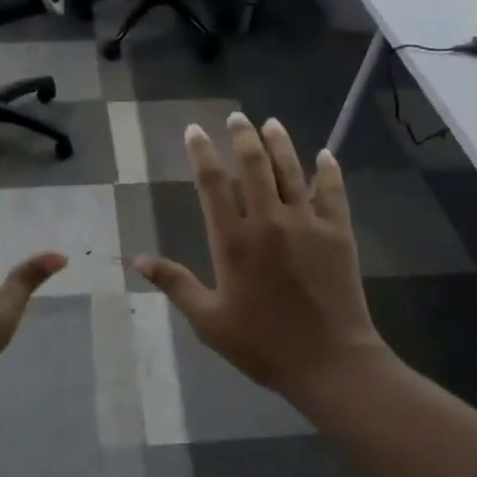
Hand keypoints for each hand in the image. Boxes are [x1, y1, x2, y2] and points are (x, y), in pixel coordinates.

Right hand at [135, 113, 391, 411]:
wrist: (327, 360)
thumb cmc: (261, 344)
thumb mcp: (208, 320)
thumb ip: (175, 284)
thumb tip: (138, 260)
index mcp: (233, 241)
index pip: (212, 184)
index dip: (201, 153)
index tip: (194, 131)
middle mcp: (269, 221)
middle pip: (253, 165)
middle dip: (242, 136)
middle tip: (236, 117)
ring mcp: (307, 223)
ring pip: (291, 170)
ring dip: (279, 143)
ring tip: (270, 122)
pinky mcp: (338, 232)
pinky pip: (333, 191)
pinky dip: (328, 170)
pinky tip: (325, 154)